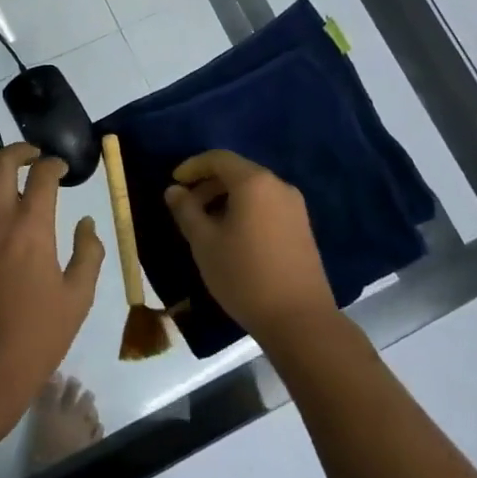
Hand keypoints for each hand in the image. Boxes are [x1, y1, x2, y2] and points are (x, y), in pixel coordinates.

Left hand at [0, 143, 105, 419]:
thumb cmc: (36, 336)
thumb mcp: (78, 298)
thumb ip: (88, 253)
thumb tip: (86, 223)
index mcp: (33, 227)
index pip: (42, 174)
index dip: (54, 164)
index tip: (61, 170)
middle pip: (1, 162)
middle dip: (19, 151)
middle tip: (32, 158)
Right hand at [163, 150, 336, 349]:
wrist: (299, 319)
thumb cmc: (244, 275)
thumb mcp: (204, 242)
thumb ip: (186, 210)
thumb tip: (174, 190)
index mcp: (254, 183)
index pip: (218, 158)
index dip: (192, 166)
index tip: (174, 183)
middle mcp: (278, 186)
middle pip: (237, 172)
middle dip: (208, 184)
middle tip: (186, 207)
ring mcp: (295, 207)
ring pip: (253, 190)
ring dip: (226, 198)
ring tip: (206, 225)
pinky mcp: (302, 227)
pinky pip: (267, 205)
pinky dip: (245, 210)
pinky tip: (233, 237)